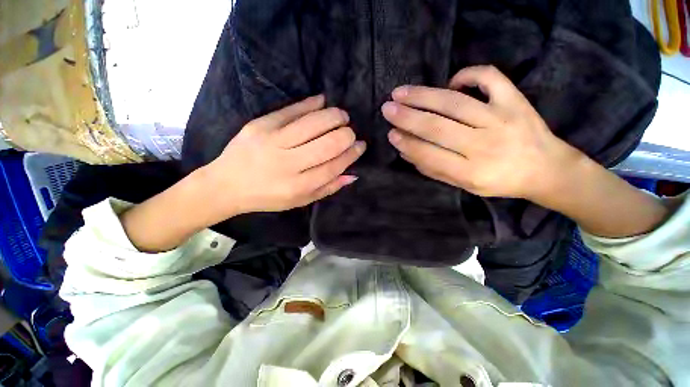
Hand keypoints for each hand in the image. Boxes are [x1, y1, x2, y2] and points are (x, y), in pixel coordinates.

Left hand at [199, 95, 365, 218]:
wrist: (227, 184)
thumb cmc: (267, 197)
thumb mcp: (300, 200)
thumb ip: (327, 188)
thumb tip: (352, 175)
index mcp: (298, 186)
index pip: (333, 166)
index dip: (351, 154)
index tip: (360, 145)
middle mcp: (287, 163)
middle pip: (327, 144)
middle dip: (346, 135)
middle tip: (351, 131)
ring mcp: (272, 141)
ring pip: (313, 123)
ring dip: (334, 116)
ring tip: (342, 116)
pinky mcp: (260, 125)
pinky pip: (291, 110)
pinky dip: (310, 104)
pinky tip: (323, 101)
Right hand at [382, 65, 580, 200]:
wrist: (545, 169)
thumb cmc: (498, 181)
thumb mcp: (463, 184)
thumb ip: (433, 169)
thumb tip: (405, 151)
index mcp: (471, 172)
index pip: (430, 154)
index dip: (407, 143)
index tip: (390, 134)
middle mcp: (484, 145)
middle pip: (437, 126)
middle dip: (407, 117)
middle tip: (387, 109)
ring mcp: (501, 118)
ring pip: (454, 102)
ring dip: (423, 95)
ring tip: (400, 92)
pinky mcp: (515, 100)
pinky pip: (489, 78)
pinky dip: (467, 74)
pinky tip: (451, 81)